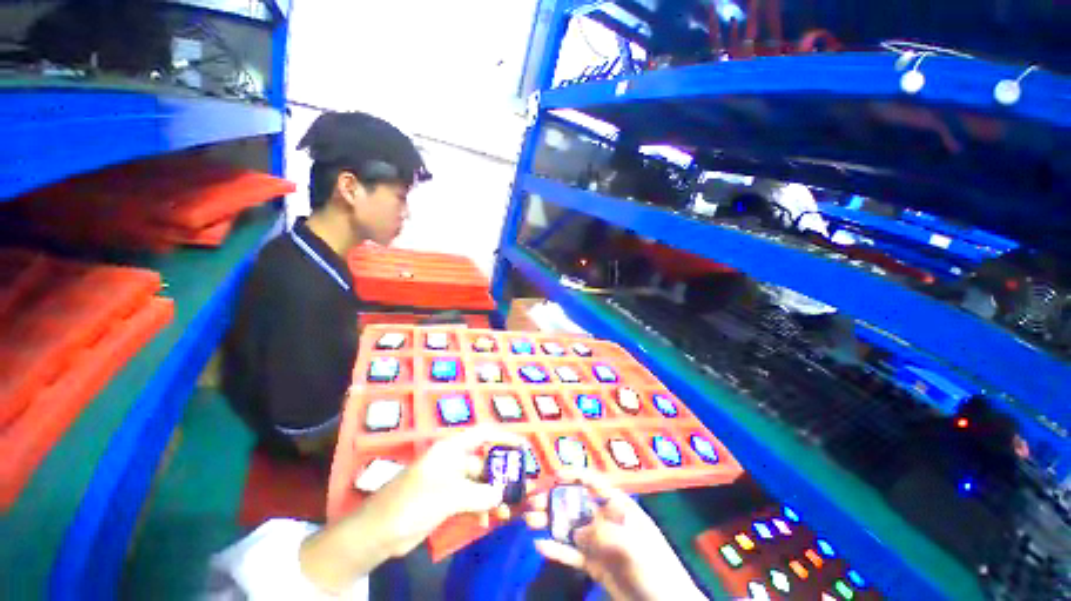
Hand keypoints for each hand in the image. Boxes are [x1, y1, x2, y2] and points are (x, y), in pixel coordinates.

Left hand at [366, 426, 525, 556]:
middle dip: (501, 475)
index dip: (504, 437)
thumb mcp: (449, 496)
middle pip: (483, 462)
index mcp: (452, 449)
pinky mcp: (444, 501)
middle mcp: (452, 461)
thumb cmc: (413, 502)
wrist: (378, 533)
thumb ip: (479, 494)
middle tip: (520, 487)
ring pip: (478, 484)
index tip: (522, 447)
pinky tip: (485, 521)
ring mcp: (448, 482)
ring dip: (491, 496)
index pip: (483, 434)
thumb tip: (502, 495)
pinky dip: (478, 508)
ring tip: (506, 511)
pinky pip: (469, 500)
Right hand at [524, 470, 704, 600]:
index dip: (574, 475)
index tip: (554, 476)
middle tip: (532, 501)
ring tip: (529, 519)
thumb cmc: (655, 568)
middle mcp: (605, 520)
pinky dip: (556, 549)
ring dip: (549, 522)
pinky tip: (540, 545)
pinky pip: (571, 554)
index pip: (593, 483)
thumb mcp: (632, 546)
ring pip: (569, 527)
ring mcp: (598, 543)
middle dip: (554, 499)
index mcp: (618, 506)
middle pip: (575, 503)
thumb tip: (578, 531)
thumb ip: (603, 534)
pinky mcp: (594, 565)